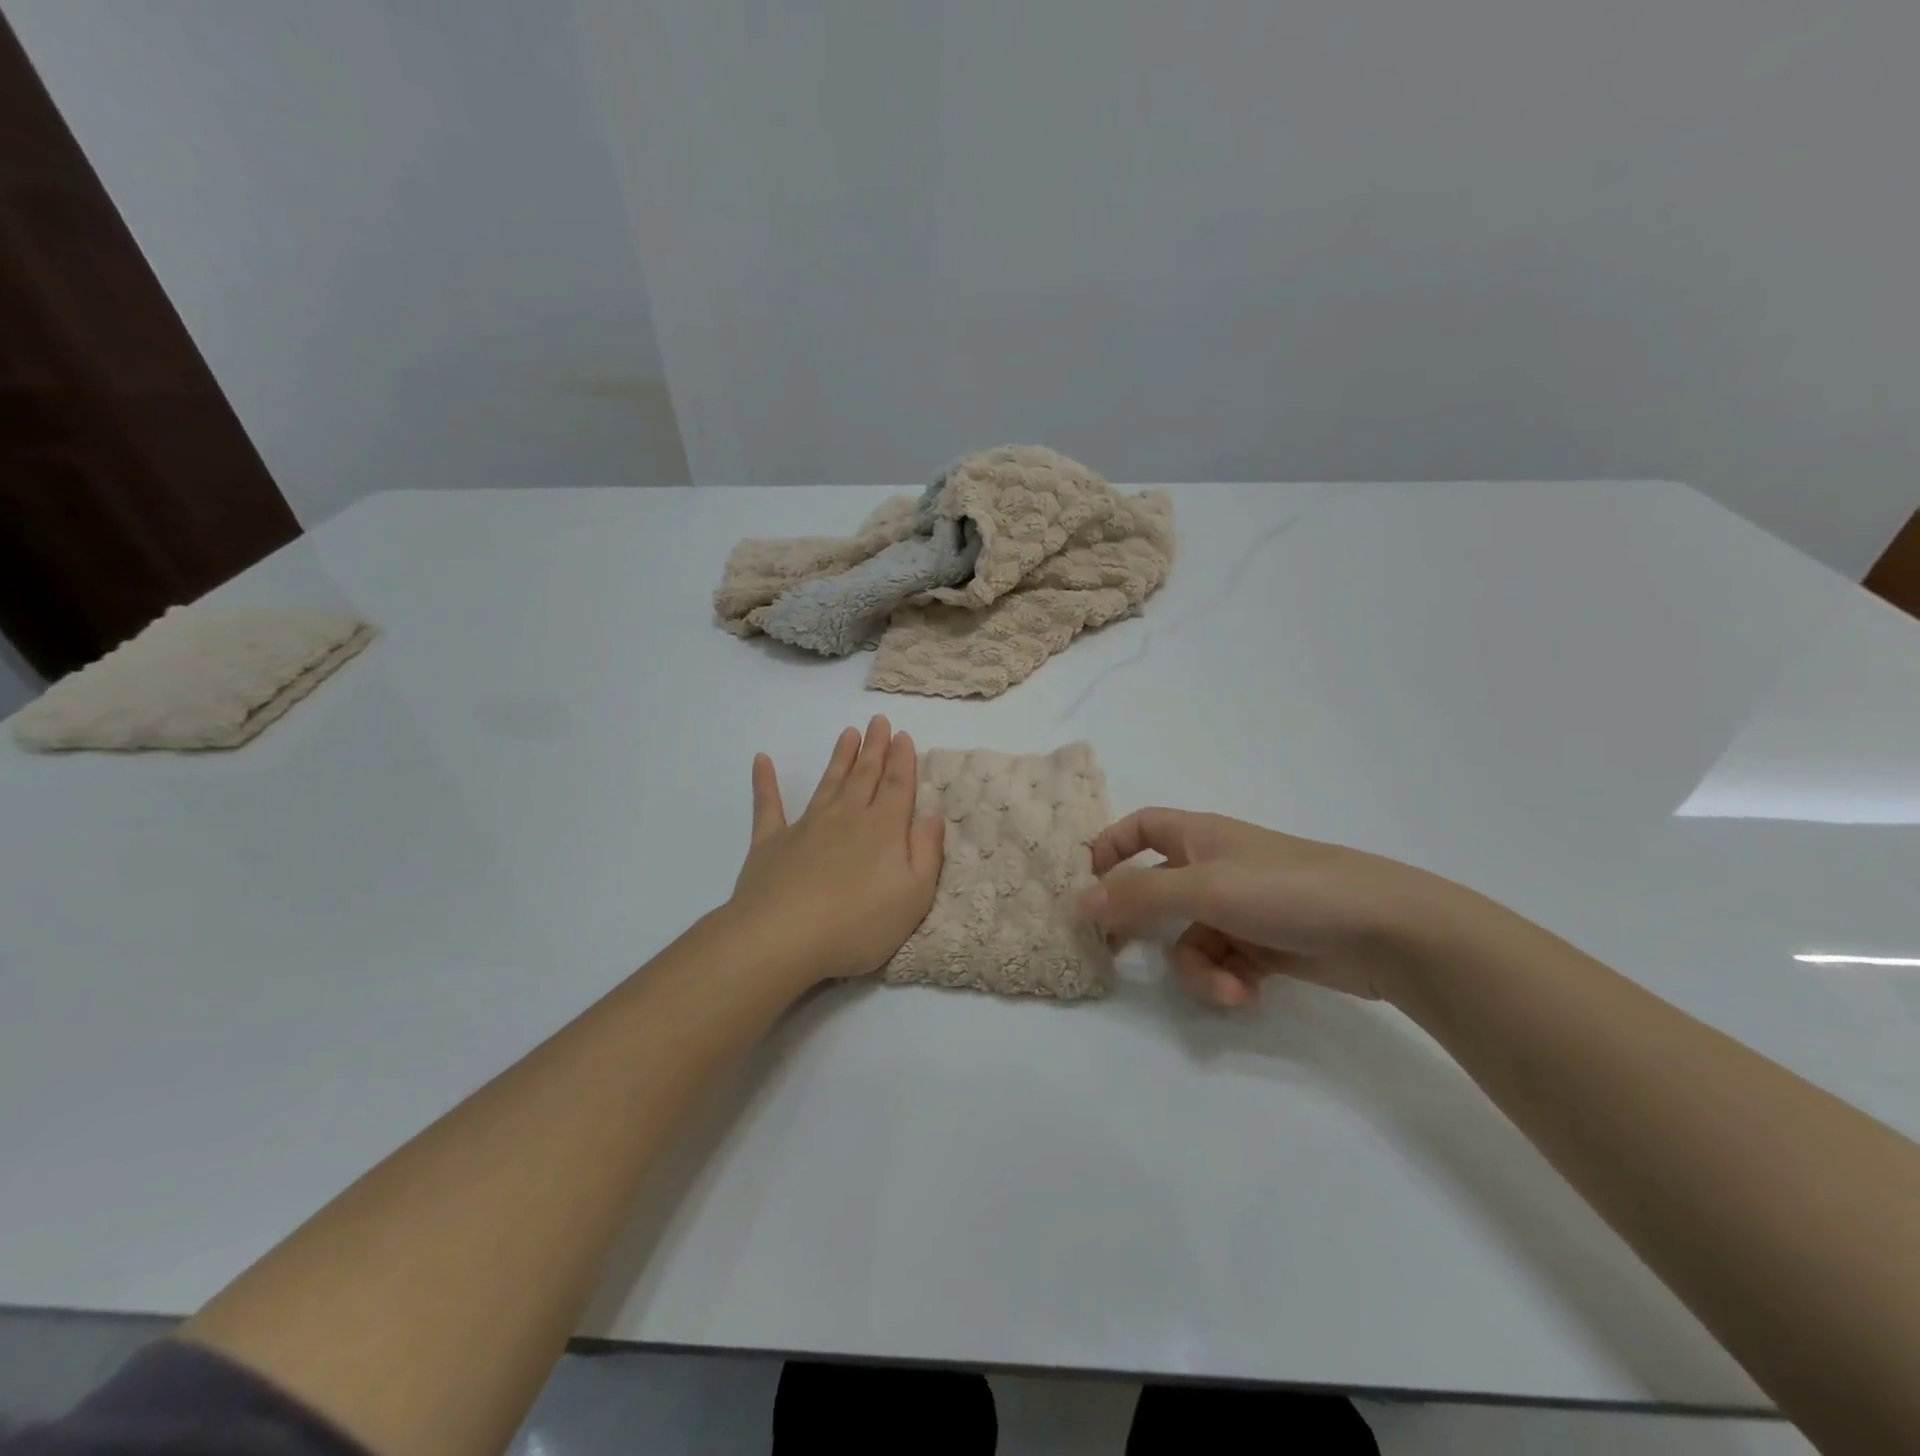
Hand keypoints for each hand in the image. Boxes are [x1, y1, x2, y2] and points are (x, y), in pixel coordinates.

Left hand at [726, 716, 944, 986]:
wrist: (782, 937)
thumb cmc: (858, 924)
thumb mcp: (914, 896)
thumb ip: (927, 852)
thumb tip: (932, 814)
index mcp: (883, 829)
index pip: (898, 786)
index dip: (903, 760)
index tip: (903, 735)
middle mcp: (846, 817)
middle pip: (865, 776)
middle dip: (875, 749)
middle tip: (878, 721)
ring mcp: (806, 826)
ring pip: (828, 783)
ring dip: (839, 758)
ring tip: (848, 733)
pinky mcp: (771, 843)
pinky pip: (768, 806)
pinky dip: (765, 782)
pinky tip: (762, 761)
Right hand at [1076, 808, 1477, 1008]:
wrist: (1387, 930)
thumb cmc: (1287, 890)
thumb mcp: (1205, 888)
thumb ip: (1138, 895)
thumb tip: (1074, 902)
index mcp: (1199, 836)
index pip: (1140, 827)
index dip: (1109, 848)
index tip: (1086, 885)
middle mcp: (1215, 867)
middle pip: (1157, 891)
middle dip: (1141, 924)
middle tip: (1116, 954)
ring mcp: (1241, 908)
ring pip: (1189, 938)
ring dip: (1197, 968)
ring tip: (1227, 987)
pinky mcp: (1265, 946)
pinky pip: (1222, 962)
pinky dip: (1227, 980)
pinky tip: (1248, 993)